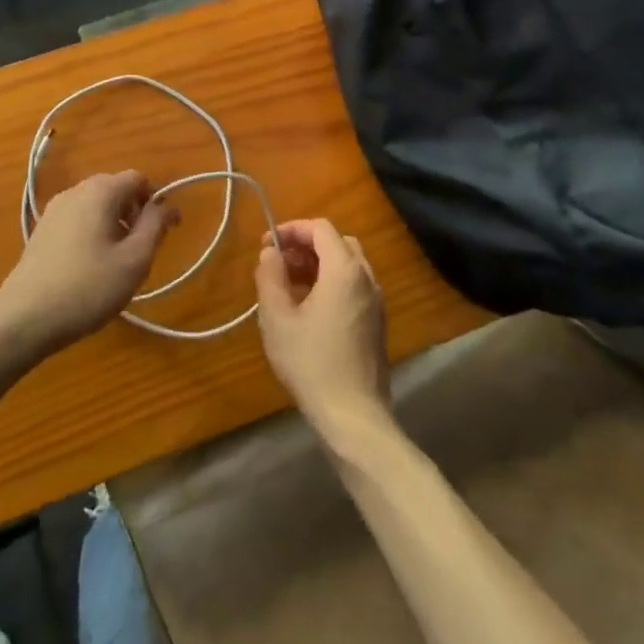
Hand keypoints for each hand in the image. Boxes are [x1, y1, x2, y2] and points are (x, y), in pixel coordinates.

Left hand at [0, 171, 177, 355]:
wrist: (24, 318)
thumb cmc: (88, 287)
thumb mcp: (134, 260)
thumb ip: (155, 226)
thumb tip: (166, 205)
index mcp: (100, 191)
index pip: (138, 179)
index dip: (157, 201)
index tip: (165, 232)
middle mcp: (75, 191)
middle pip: (116, 190)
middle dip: (135, 213)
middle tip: (141, 251)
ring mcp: (54, 210)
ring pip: (96, 206)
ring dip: (114, 225)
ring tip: (117, 263)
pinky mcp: (42, 230)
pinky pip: (78, 220)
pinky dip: (93, 233)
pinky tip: (90, 267)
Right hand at [256, 219, 389, 440]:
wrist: (353, 415)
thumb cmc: (311, 363)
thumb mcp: (277, 318)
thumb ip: (270, 277)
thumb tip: (269, 253)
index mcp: (344, 270)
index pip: (320, 228)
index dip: (292, 229)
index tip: (266, 244)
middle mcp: (366, 278)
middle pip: (337, 242)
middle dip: (305, 245)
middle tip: (278, 262)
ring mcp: (376, 301)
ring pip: (347, 264)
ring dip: (317, 264)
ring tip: (288, 284)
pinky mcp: (376, 321)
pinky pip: (353, 285)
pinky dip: (330, 281)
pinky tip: (308, 307)